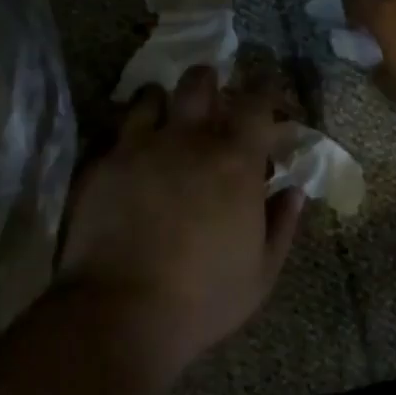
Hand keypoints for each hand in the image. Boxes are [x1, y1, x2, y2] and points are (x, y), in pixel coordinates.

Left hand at [59, 66, 305, 379]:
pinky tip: (131, 155)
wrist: (120, 313)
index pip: (256, 102)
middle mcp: (187, 139)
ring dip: (164, 102)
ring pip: (151, 96)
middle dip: (210, 82)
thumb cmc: (203, 298)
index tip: (268, 95)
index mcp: (234, 160)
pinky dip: (129, 134)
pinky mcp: (102, 163)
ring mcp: (139, 147)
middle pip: (199, 82)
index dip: (266, 91)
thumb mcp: (261, 273)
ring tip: (165, 121)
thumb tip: (294, 191)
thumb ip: (282, 224)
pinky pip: (117, 131)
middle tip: (212, 99)